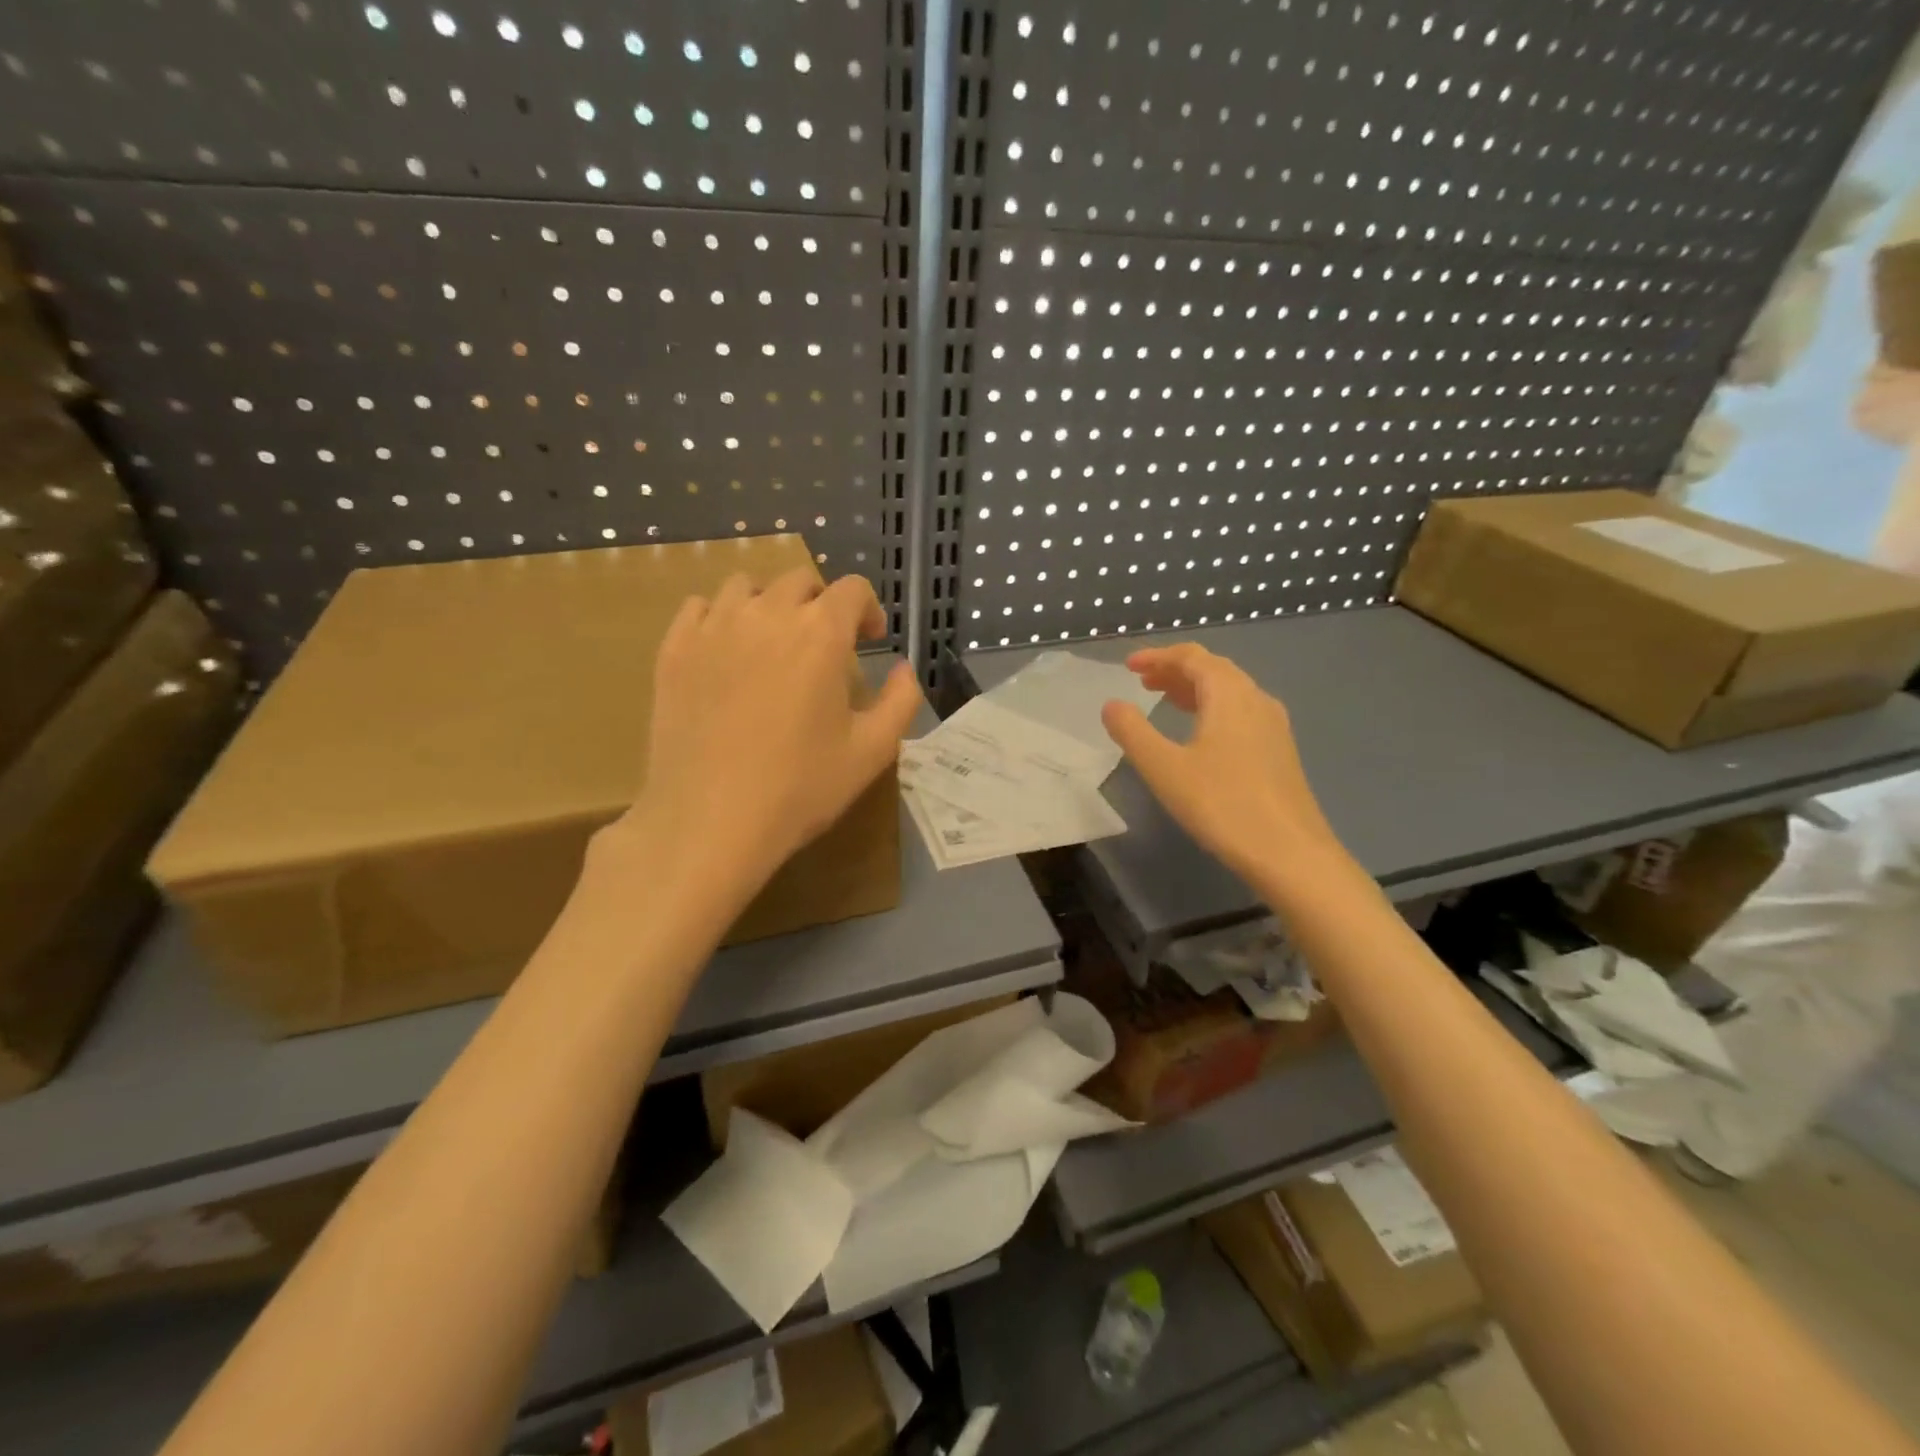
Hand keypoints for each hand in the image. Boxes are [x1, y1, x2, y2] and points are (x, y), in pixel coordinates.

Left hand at [611, 569, 920, 896]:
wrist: (709, 821)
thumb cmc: (799, 788)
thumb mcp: (873, 751)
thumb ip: (901, 700)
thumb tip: (903, 668)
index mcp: (821, 634)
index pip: (853, 590)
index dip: (869, 610)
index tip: (870, 640)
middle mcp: (767, 614)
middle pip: (800, 580)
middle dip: (822, 604)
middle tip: (825, 646)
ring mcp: (714, 627)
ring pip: (746, 586)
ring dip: (770, 604)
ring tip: (773, 643)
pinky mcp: (674, 649)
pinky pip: (699, 608)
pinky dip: (720, 616)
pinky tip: (727, 651)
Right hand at [1100, 644, 1344, 895]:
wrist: (1290, 853)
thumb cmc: (1222, 805)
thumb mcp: (1164, 768)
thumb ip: (1133, 732)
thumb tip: (1112, 705)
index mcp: (1229, 694)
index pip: (1192, 657)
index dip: (1158, 656)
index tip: (1128, 665)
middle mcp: (1256, 699)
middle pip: (1214, 669)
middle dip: (1176, 670)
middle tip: (1143, 682)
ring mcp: (1273, 726)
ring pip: (1230, 692)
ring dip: (1194, 689)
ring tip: (1164, 701)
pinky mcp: (1279, 751)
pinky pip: (1241, 713)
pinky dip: (1212, 709)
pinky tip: (1200, 735)